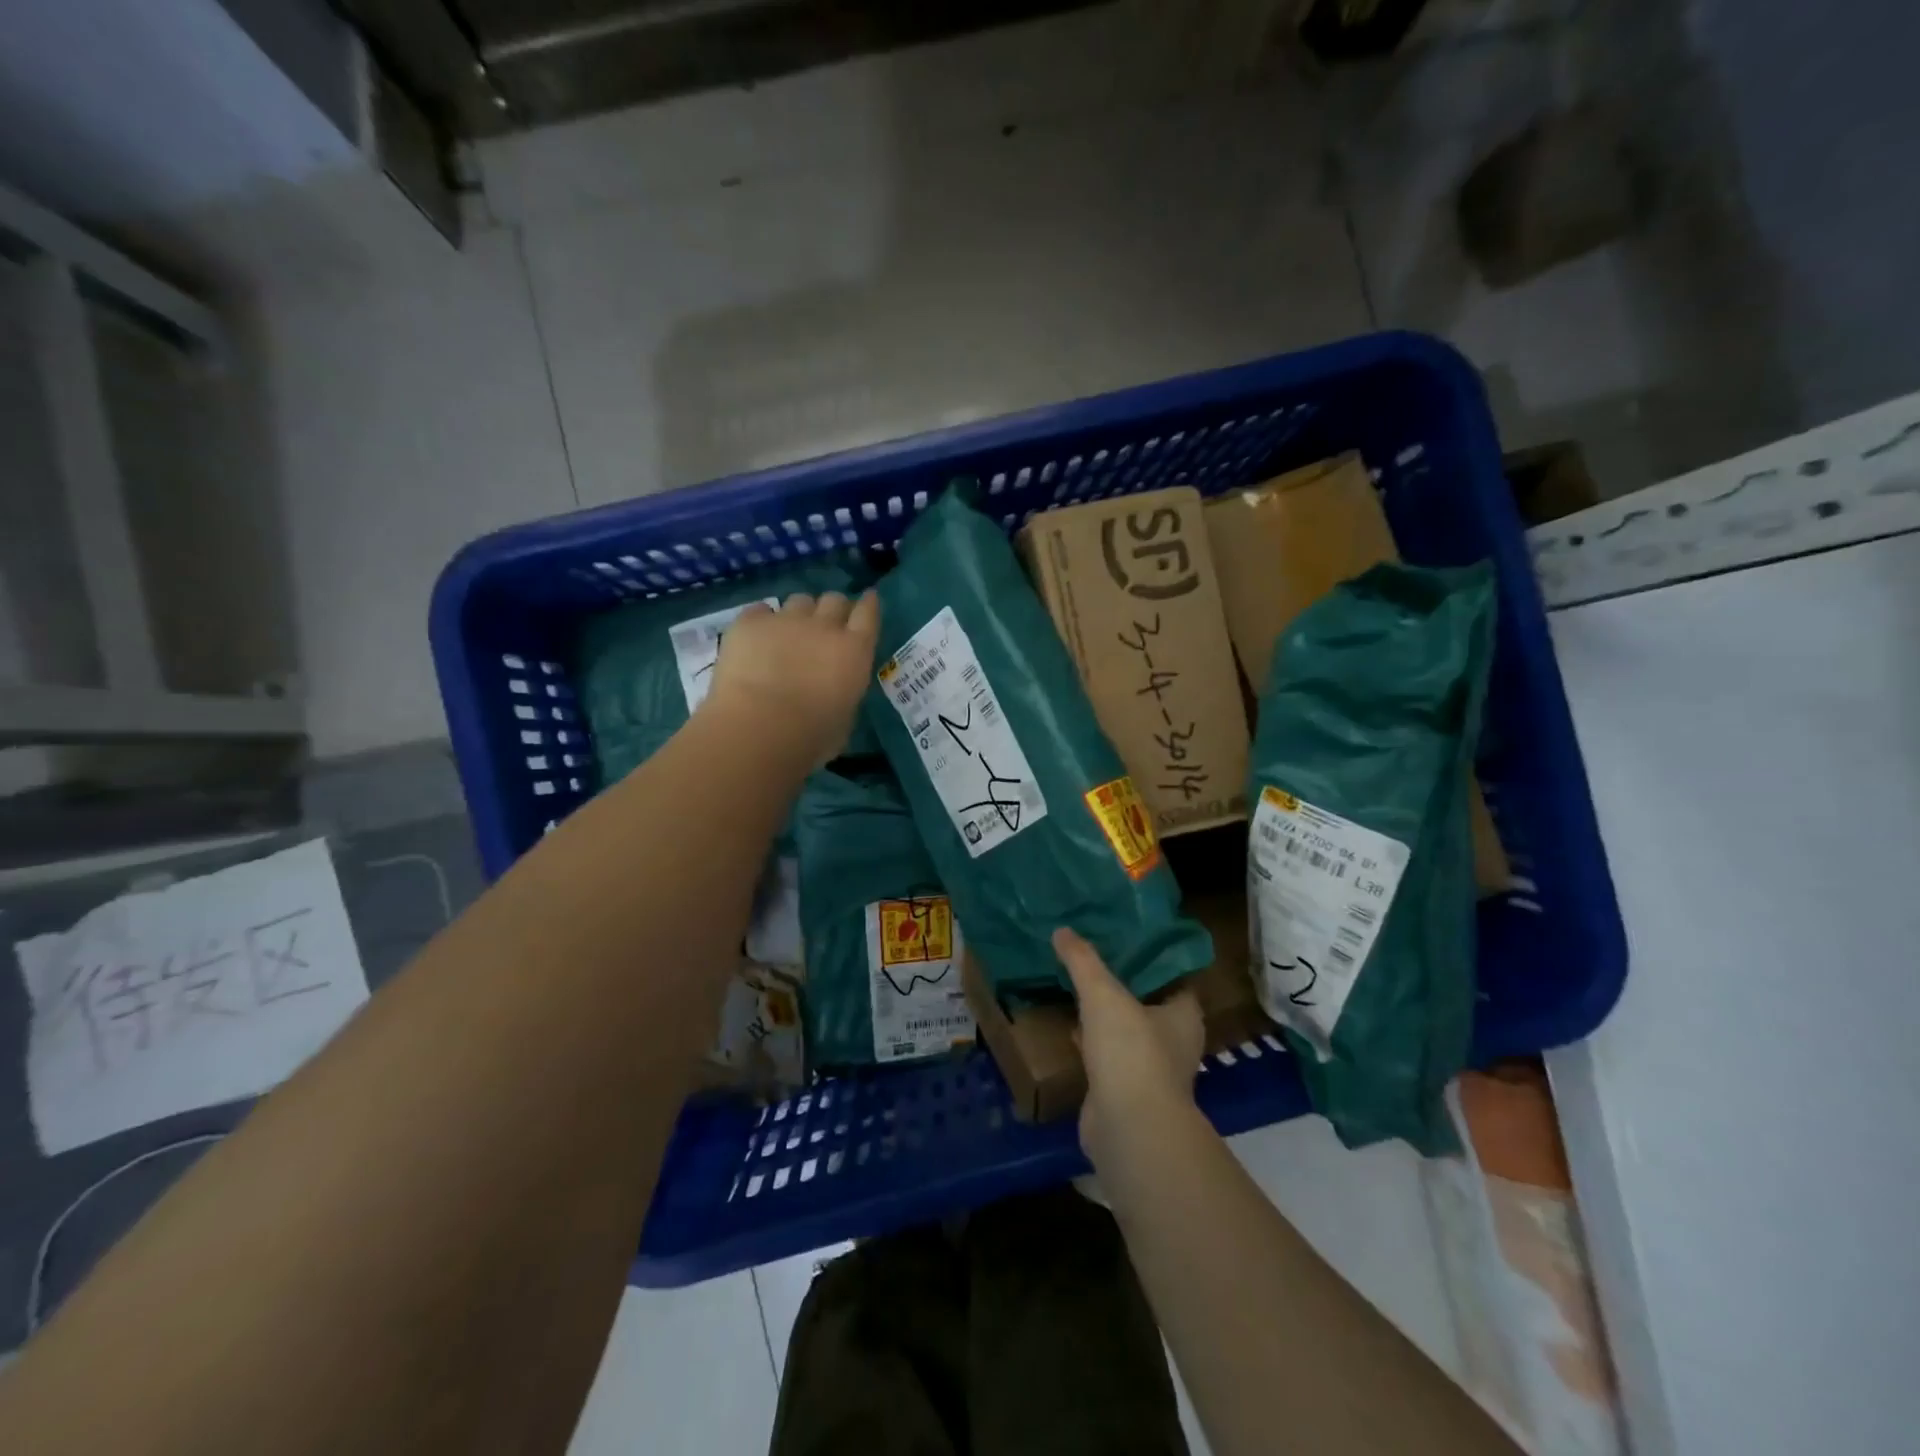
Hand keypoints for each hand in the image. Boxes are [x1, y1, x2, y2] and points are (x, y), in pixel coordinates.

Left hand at [706, 590, 880, 764]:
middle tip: (825, 626)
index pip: (868, 613)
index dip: (868, 605)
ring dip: (799, 614)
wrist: (759, 727)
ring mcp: (786, 620)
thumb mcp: (845, 718)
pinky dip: (763, 621)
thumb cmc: (811, 736)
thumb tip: (834, 690)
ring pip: (799, 600)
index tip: (867, 601)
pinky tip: (757, 637)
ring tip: (789, 633)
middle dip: (833, 609)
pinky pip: (761, 610)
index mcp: (854, 650)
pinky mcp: (750, 622)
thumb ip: (844, 692)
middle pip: (834, 600)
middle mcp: (824, 626)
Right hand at [1054, 928, 1203, 1165]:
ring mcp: (1150, 1071)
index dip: (1152, 958)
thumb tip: (1062, 930)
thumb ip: (1083, 961)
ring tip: (1079, 987)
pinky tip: (1071, 1028)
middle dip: (1125, 985)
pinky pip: (1109, 1057)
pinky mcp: (1125, 1093)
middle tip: (1095, 958)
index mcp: (1184, 1015)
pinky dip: (1093, 1044)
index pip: (1173, 977)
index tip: (1126, 938)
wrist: (1128, 1127)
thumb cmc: (1131, 1051)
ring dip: (1108, 1016)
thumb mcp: (1103, 994)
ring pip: (1128, 1032)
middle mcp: (1175, 1042)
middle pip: (1149, 1004)